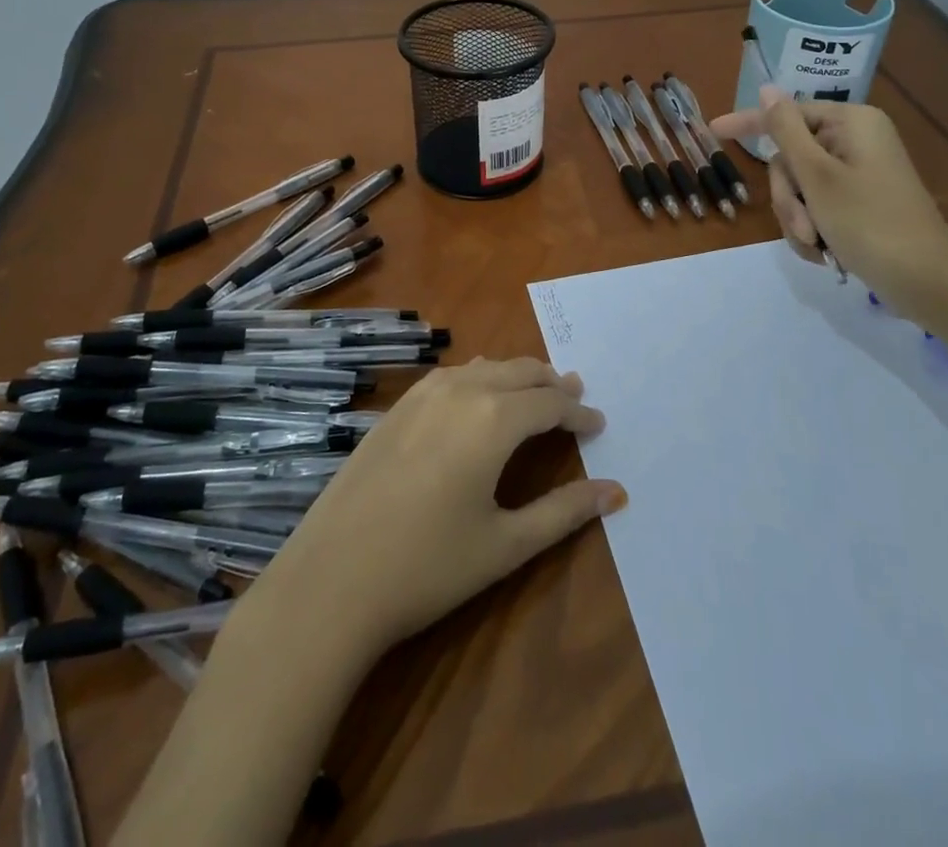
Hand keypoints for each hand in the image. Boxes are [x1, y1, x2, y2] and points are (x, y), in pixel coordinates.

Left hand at [250, 358, 624, 665]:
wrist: (331, 579)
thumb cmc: (428, 566)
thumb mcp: (506, 545)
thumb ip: (564, 512)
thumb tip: (616, 492)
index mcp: (494, 418)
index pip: (549, 403)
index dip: (578, 413)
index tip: (598, 424)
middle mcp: (461, 390)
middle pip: (520, 372)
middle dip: (552, 385)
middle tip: (574, 399)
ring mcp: (423, 394)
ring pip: (485, 367)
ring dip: (517, 376)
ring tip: (536, 394)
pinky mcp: (397, 407)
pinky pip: (452, 375)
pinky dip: (480, 378)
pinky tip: (479, 396)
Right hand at [712, 86, 947, 323]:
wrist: (926, 281)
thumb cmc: (869, 222)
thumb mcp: (818, 176)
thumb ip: (786, 130)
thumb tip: (769, 88)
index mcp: (851, 123)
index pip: (787, 115)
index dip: (749, 124)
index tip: (713, 130)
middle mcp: (855, 141)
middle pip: (792, 158)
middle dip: (788, 197)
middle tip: (802, 225)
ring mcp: (859, 173)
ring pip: (801, 187)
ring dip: (798, 218)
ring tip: (816, 245)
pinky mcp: (861, 202)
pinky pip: (818, 206)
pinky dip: (814, 229)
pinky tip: (824, 252)